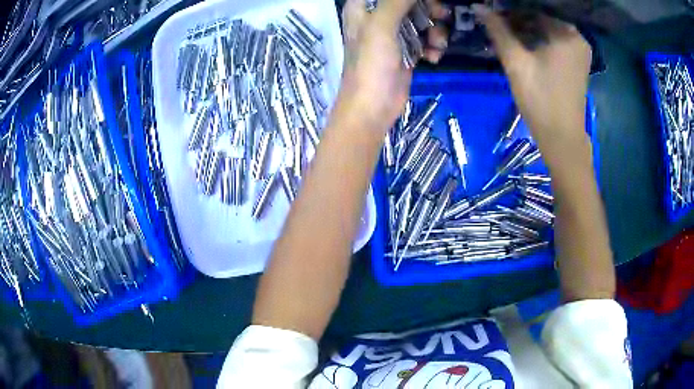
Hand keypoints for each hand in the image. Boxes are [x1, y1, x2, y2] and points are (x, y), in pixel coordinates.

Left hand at [336, 0, 448, 131]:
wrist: (373, 108)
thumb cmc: (371, 65)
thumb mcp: (381, 26)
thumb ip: (398, 2)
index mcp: (364, 7)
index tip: (429, 2)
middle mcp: (377, 16)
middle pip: (410, 3)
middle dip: (429, 9)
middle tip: (441, 16)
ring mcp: (393, 34)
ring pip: (421, 19)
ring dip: (435, 30)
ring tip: (437, 44)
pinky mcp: (406, 50)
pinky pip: (425, 38)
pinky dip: (433, 45)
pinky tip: (433, 57)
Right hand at [474, 4, 591, 152]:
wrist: (562, 138)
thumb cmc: (541, 99)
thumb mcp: (516, 62)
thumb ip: (498, 30)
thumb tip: (479, 6)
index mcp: (567, 33)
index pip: (533, 8)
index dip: (510, 9)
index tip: (492, 13)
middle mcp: (577, 37)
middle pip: (542, 17)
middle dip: (518, 19)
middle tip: (496, 24)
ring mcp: (579, 50)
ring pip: (547, 29)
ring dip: (526, 30)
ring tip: (505, 34)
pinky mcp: (577, 62)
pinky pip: (554, 41)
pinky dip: (538, 40)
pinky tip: (522, 45)